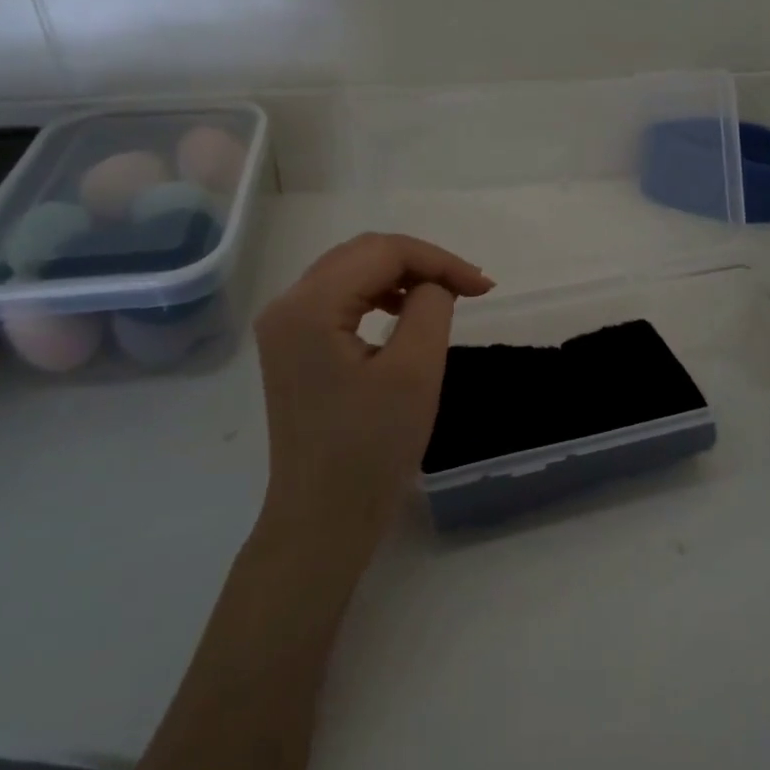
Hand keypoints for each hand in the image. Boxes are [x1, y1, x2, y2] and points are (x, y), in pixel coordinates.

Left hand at [253, 233, 492, 566]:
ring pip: (351, 272)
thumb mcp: (415, 371)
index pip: (382, 252)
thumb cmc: (371, 448)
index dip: (438, 260)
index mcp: (309, 306)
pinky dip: (380, 296)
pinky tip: (406, 312)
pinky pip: (341, 299)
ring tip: (446, 297)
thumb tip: (433, 285)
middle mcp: (287, 305)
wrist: (323, 517)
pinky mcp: (293, 347)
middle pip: (363, 254)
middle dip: (422, 263)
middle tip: (470, 288)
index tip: (484, 287)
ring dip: (402, 276)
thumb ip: (431, 308)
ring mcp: (285, 327)